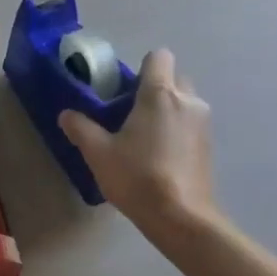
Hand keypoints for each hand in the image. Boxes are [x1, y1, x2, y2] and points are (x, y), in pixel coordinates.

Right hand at [59, 49, 216, 242]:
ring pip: (184, 101)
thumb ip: (80, 128)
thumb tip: (66, 115)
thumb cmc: (138, 177)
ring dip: (168, 109)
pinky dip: (178, 129)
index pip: (159, 56)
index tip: (125, 89)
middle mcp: (187, 101)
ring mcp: (203, 123)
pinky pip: (191, 123)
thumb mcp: (99, 153)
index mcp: (160, 93)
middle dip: (155, 88)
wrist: (182, 219)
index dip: (142, 67)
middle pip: (173, 77)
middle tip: (131, 112)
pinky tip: (160, 156)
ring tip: (144, 136)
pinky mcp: (210, 146)